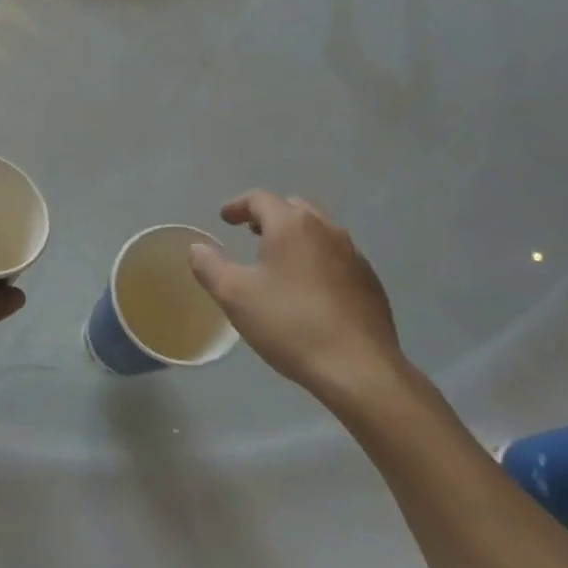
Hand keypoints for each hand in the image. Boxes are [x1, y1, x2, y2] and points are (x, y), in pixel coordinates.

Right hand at [189, 190, 408, 411]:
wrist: (359, 368)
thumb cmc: (290, 324)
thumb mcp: (234, 296)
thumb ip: (210, 266)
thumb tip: (197, 248)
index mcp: (292, 225)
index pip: (260, 199)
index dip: (238, 206)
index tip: (225, 218)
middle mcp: (326, 230)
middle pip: (294, 208)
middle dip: (270, 216)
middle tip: (251, 232)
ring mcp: (354, 255)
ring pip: (319, 232)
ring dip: (295, 237)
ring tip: (278, 260)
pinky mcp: (369, 281)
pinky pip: (336, 257)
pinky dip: (316, 259)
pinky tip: (308, 288)